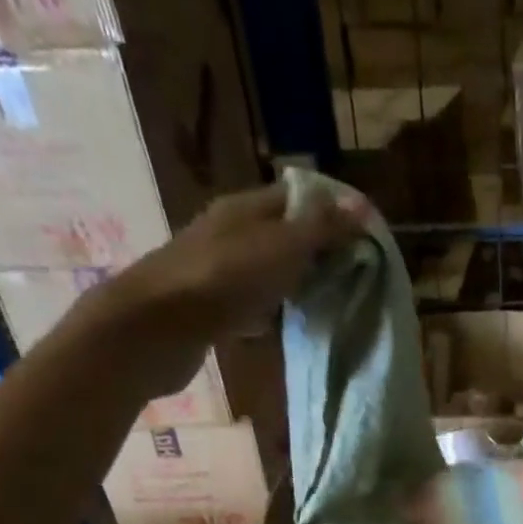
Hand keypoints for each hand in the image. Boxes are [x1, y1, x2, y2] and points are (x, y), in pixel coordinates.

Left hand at [74, 181, 371, 392]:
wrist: (158, 327)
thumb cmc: (225, 279)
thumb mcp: (283, 247)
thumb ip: (321, 228)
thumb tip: (360, 205)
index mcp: (245, 208)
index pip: (296, 196)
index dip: (330, 211)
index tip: (364, 237)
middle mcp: (228, 232)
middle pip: (281, 233)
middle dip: (316, 249)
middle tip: (353, 273)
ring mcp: (216, 271)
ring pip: (266, 269)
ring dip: (294, 281)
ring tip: (328, 300)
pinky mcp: (209, 308)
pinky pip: (250, 303)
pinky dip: (270, 311)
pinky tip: (286, 325)